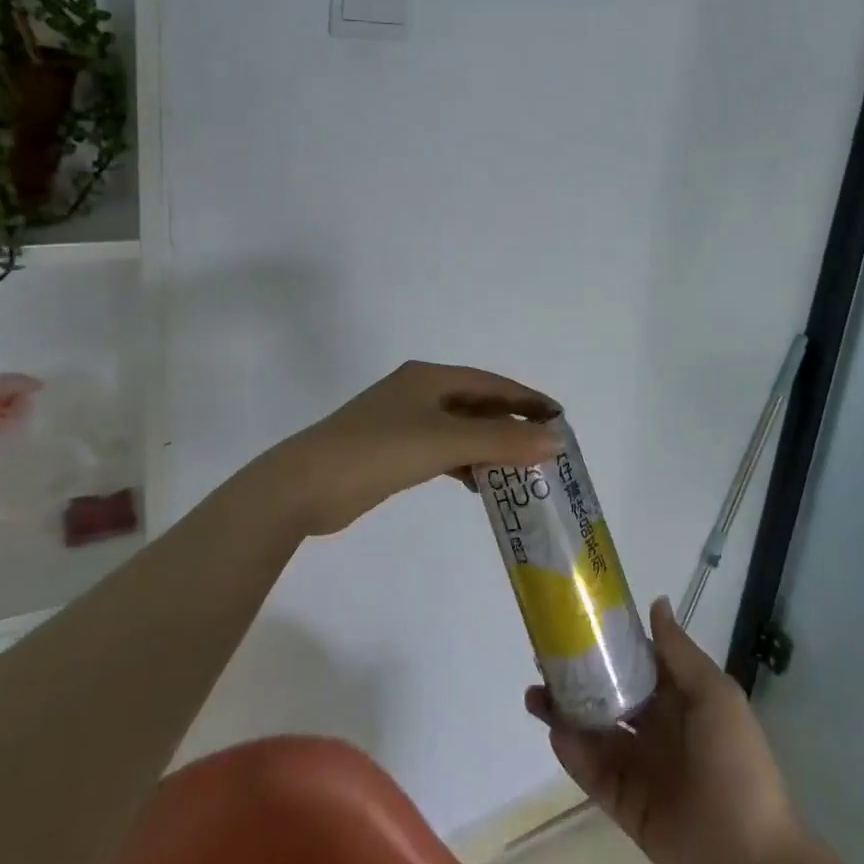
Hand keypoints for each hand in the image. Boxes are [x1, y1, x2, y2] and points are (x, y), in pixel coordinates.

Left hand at [264, 361, 559, 535]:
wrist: (305, 486)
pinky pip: (441, 451)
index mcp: (430, 378)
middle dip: (510, 425)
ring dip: (488, 447)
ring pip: (459, 430)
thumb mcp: (446, 443)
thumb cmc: (379, 451)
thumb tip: (555, 439)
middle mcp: (418, 393)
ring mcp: (402, 422)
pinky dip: (463, 463)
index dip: (526, 399)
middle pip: (476, 405)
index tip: (558, 417)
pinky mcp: (392, 451)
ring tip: (519, 470)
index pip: (491, 383)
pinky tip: (477, 484)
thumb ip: (501, 441)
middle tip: (543, 448)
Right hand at [526, 597, 807, 863]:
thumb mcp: (715, 696)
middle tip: (542, 659)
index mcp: (677, 698)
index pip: (635, 662)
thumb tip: (655, 602)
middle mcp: (654, 727)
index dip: (607, 643)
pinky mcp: (624, 805)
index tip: (575, 623)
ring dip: (564, 713)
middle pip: (607, 694)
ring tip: (534, 694)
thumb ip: (679, 653)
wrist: (754, 861)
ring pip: (593, 732)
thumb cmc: (738, 763)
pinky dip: (573, 754)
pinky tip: (556, 733)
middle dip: (576, 677)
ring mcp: (638, 766)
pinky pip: (593, 774)